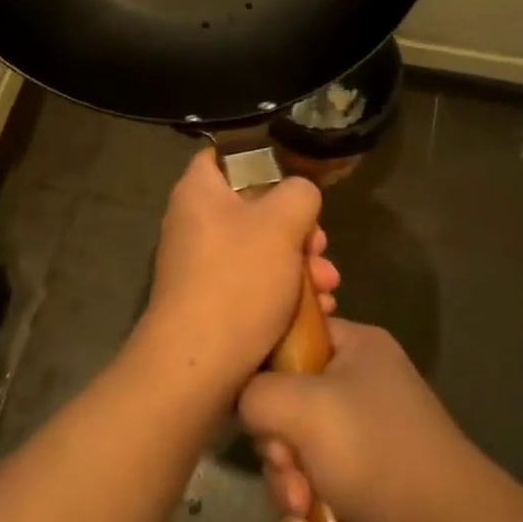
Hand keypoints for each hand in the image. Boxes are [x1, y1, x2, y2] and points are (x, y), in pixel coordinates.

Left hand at [129, 149, 339, 406]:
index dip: (260, 160)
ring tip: (328, 285)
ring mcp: (201, 266)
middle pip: (253, 208)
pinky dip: (283, 292)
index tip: (294, 178)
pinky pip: (253, 284)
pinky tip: (317, 310)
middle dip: (297, 227)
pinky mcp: (212, 302)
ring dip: (299, 264)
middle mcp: (194, 224)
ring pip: (260, 250)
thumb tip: (300, 195)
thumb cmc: (238, 280)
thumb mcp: (282, 223)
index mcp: (199, 192)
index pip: (223, 156)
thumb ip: (299, 193)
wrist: (198, 365)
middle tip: (321, 244)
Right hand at [238, 320, 497, 521]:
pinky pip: (313, 481)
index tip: (257, 404)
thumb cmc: (377, 453)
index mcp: (355, 345)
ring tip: (303, 509)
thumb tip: (243, 400)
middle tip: (288, 468)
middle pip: (285, 400)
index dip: (264, 368)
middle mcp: (358, 381)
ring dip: (288, 483)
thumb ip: (255, 392)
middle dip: (278, 446)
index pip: (290, 335)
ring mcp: (362, 432)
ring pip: (295, 448)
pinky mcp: (363, 477)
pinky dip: (307, 507)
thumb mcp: (304, 408)